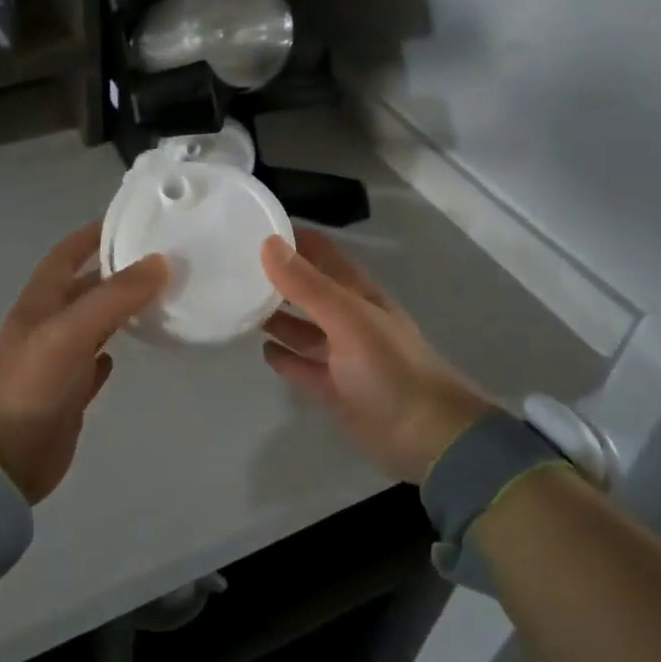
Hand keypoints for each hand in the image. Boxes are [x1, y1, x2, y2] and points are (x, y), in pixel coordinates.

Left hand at [0, 223, 167, 502]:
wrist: (1, 460)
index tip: (130, 220)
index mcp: (40, 301)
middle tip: (161, 261)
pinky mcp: (67, 393)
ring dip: (118, 309)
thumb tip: (159, 262)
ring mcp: (57, 360)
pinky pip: (93, 363)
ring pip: (92, 323)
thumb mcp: (71, 332)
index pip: (66, 253)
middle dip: (115, 271)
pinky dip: (110, 352)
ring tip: (158, 298)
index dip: (92, 234)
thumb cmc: (31, 384)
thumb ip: (114, 297)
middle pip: (84, 287)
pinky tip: (129, 352)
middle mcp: (48, 324)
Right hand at [260, 229, 494, 483]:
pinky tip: (262, 349)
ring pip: (302, 327)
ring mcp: (341, 354)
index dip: (291, 237)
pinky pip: (303, 365)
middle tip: (232, 264)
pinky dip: (284, 356)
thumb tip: (267, 242)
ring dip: (276, 316)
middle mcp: (347, 317)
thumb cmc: (389, 367)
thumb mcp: (347, 318)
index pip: (320, 252)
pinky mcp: (334, 387)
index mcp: (356, 292)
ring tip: (238, 304)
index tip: (252, 225)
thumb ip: (307, 284)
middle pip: (307, 288)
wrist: (428, 436)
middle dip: (277, 276)